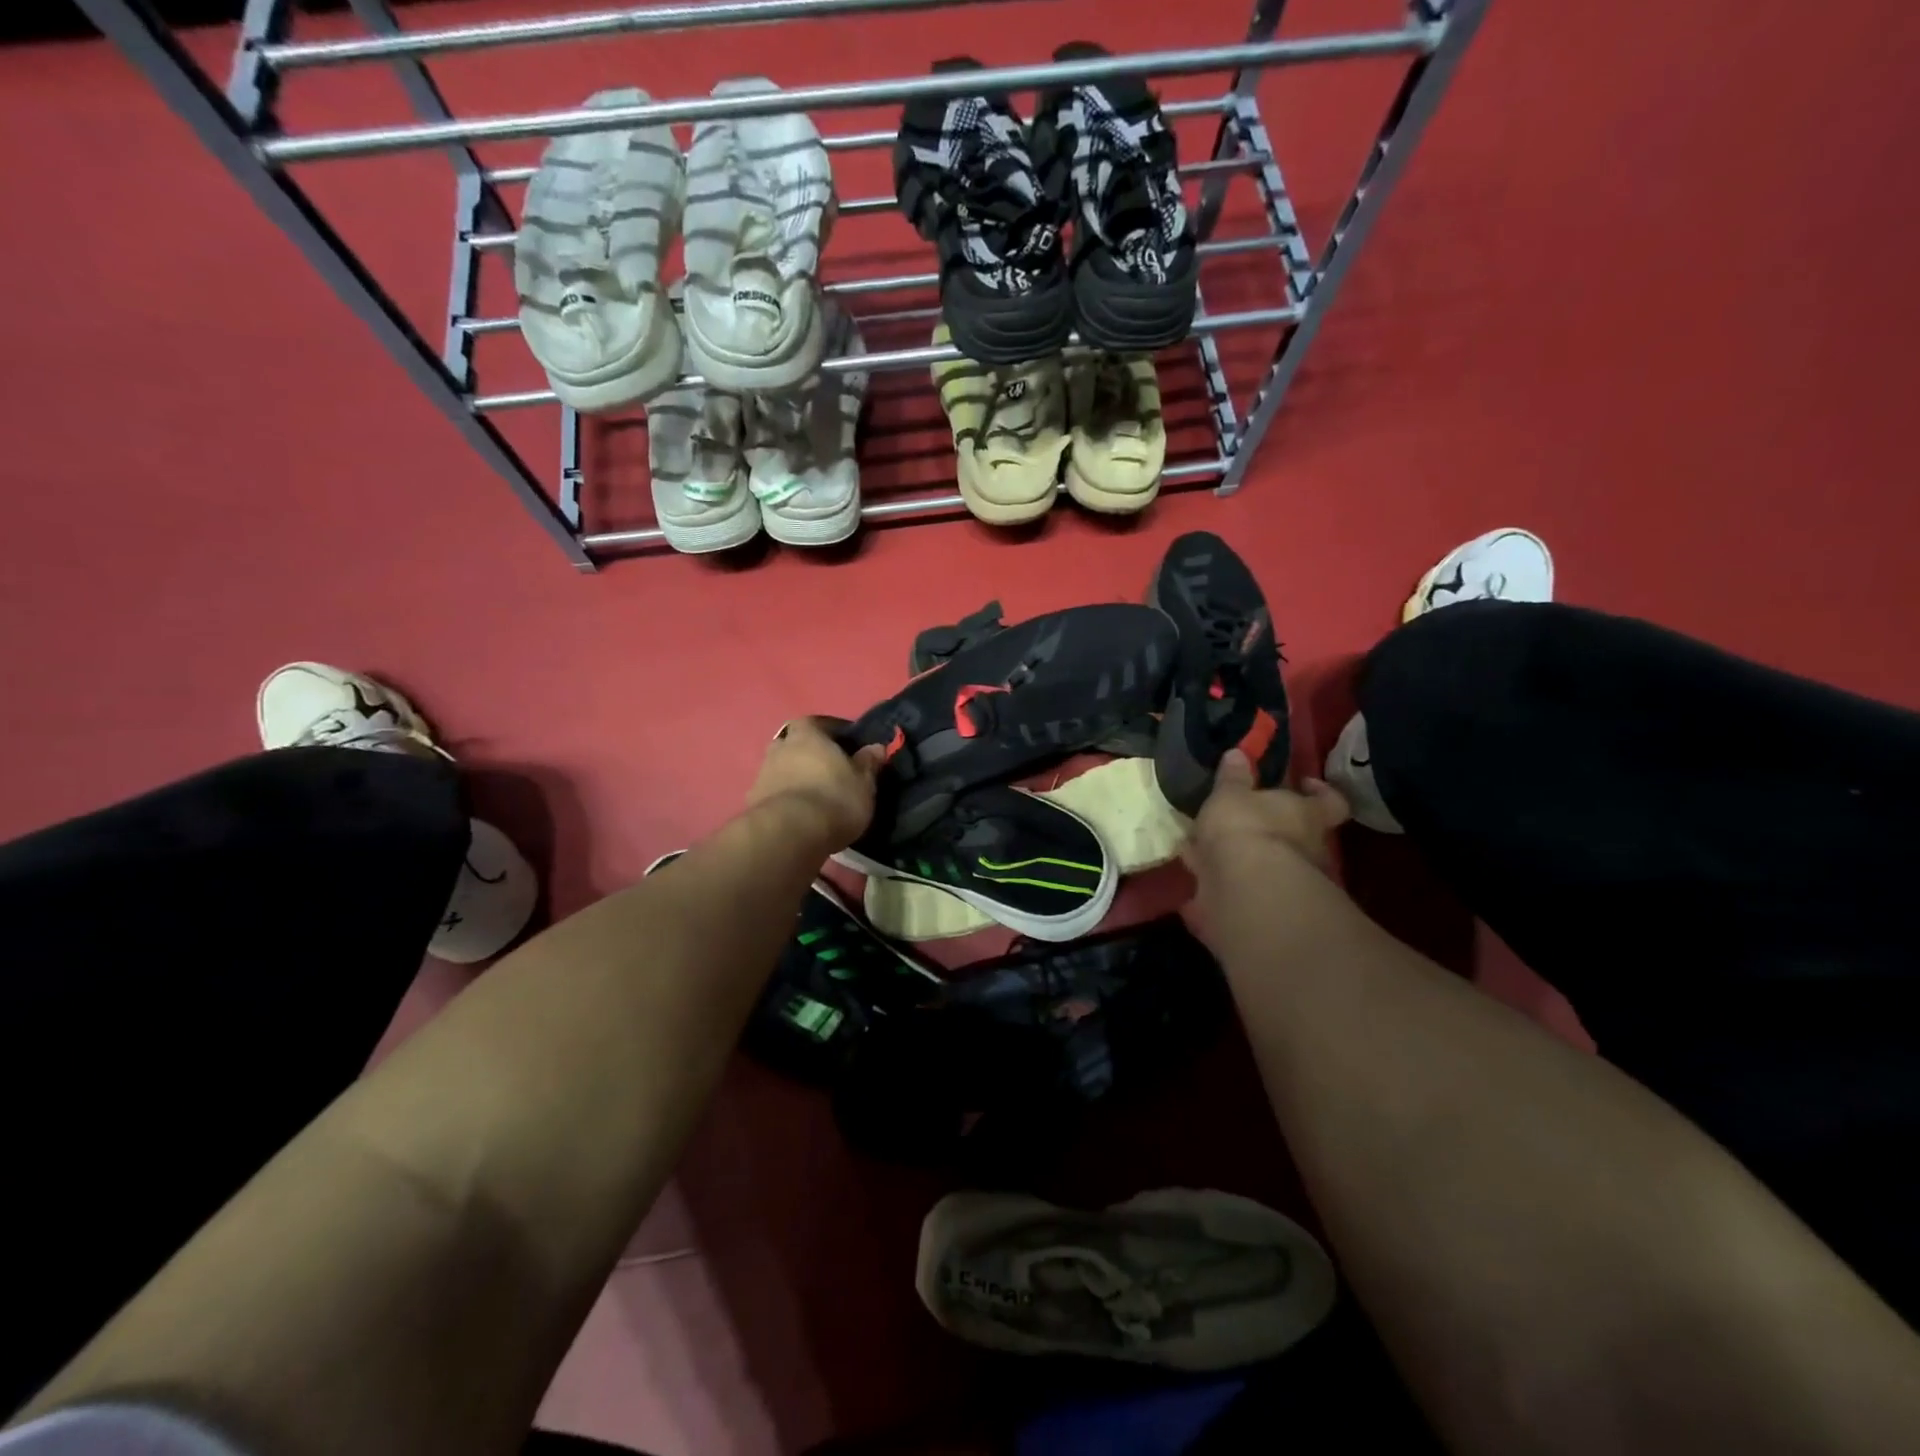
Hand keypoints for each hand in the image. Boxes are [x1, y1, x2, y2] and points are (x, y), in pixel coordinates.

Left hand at [747, 717, 885, 850]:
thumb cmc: (834, 798)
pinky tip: (799, 814)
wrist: (791, 834)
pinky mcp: (753, 801)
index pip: (819, 722)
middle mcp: (780, 747)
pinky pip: (774, 793)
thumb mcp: (863, 782)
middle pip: (795, 743)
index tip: (847, 745)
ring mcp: (762, 774)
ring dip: (795, 776)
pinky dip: (785, 798)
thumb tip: (876, 747)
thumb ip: (868, 762)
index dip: (833, 732)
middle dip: (809, 753)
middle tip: (828, 770)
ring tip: (814, 795)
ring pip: (782, 768)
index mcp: (807, 734)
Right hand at [1183, 751, 1350, 948]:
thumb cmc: (1245, 829)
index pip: (1330, 801)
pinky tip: (1198, 889)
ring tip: (1206, 855)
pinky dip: (1221, 892)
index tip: (1303, 782)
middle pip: (1297, 837)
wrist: (1245, 893)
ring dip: (1242, 863)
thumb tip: (1238, 753)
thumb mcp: (1231, 795)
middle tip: (1237, 822)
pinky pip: (1240, 895)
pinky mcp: (1263, 911)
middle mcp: (1307, 851)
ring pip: (1266, 868)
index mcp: (1307, 816)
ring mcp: (1288, 885)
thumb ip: (1233, 778)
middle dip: (1269, 831)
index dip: (1319, 792)